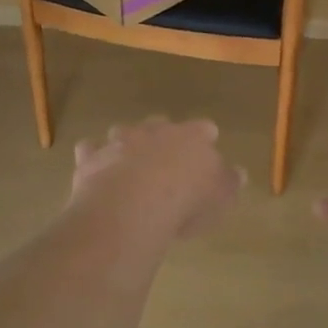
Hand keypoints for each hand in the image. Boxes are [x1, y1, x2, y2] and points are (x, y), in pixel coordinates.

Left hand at [70, 118, 243, 240]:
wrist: (132, 205)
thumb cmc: (186, 201)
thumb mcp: (221, 197)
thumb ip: (229, 182)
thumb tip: (237, 172)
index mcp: (191, 137)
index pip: (202, 128)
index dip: (205, 137)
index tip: (207, 144)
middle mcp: (154, 131)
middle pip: (160, 123)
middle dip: (162, 135)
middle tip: (166, 156)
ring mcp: (119, 141)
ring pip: (123, 132)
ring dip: (126, 143)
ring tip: (128, 163)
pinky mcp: (92, 157)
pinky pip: (90, 150)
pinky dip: (93, 156)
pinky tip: (95, 169)